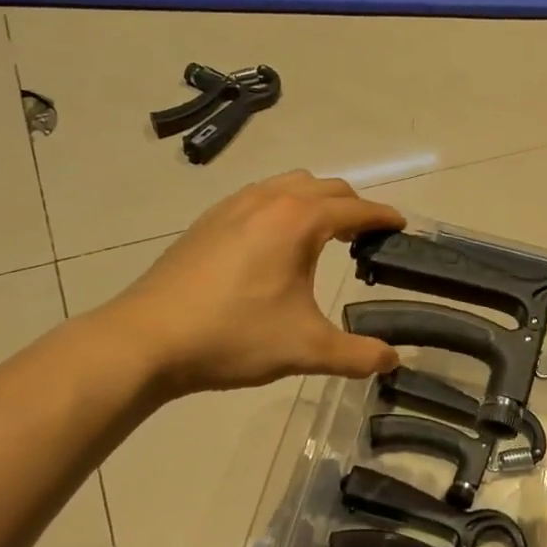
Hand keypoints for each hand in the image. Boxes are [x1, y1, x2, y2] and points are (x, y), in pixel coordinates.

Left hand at [97, 172, 403, 394]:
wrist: (146, 340)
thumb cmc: (233, 336)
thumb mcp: (304, 347)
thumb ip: (356, 354)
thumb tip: (391, 361)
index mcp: (299, 221)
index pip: (355, 209)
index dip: (382, 216)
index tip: (400, 225)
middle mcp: (269, 201)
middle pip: (325, 187)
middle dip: (352, 206)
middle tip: (365, 236)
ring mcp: (233, 206)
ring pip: (288, 184)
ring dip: (315, 200)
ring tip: (322, 234)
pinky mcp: (208, 221)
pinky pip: (259, 196)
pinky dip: (282, 206)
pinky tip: (272, 242)